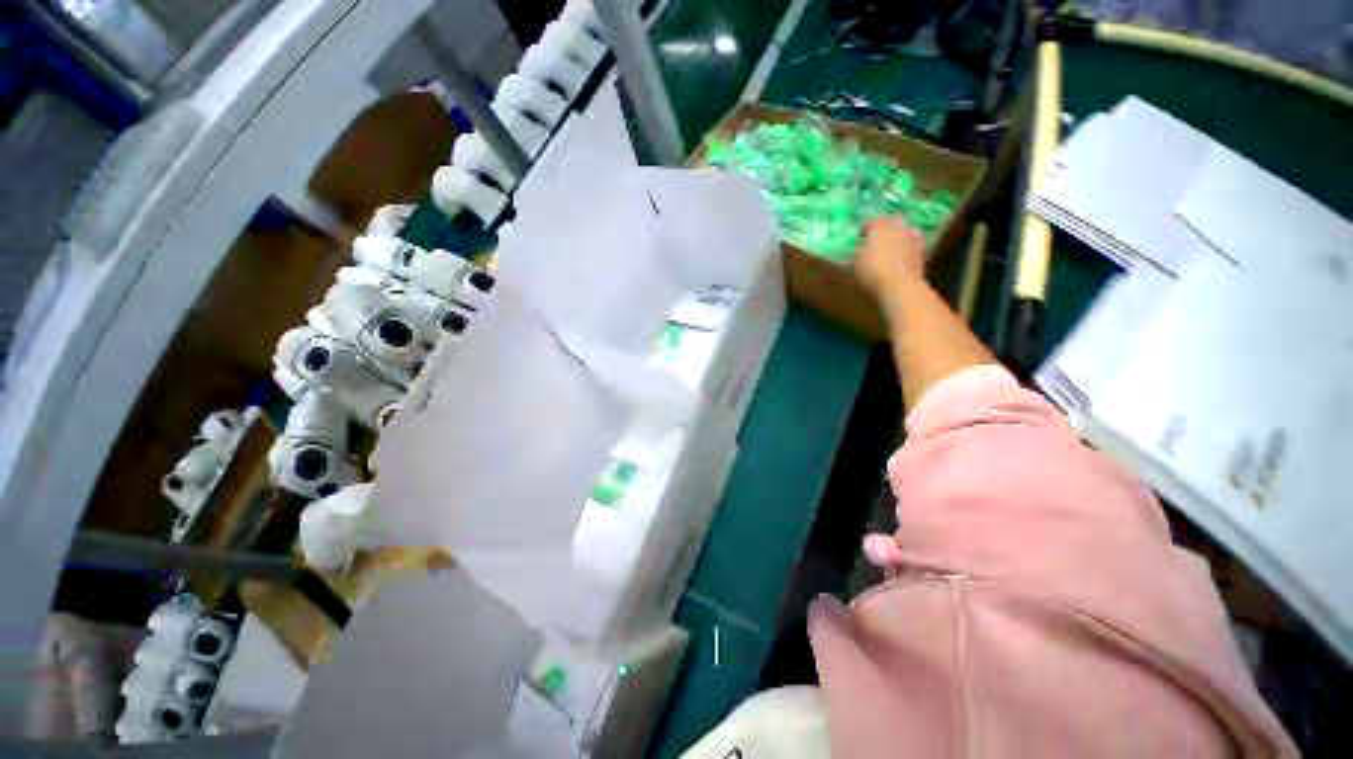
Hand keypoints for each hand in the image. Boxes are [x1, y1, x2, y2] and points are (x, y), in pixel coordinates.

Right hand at [854, 217, 926, 295]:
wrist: (901, 286)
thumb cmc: (872, 273)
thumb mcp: (855, 264)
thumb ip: (857, 252)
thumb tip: (859, 248)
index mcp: (879, 227)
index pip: (869, 222)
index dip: (863, 230)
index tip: (859, 238)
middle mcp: (897, 226)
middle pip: (890, 221)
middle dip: (884, 228)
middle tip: (876, 239)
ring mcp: (912, 236)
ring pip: (903, 230)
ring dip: (897, 236)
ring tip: (890, 247)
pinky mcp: (922, 249)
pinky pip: (911, 242)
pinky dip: (905, 246)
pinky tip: (900, 256)